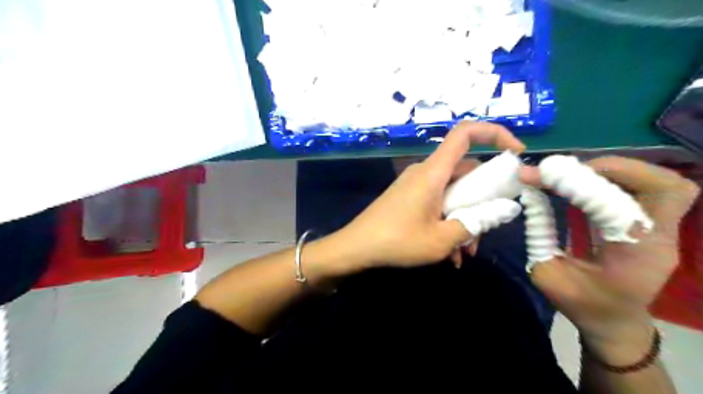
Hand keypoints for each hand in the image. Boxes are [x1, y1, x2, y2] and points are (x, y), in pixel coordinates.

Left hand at [333, 122, 520, 270]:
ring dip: (464, 218)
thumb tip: (504, 210)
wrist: (356, 247)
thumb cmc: (397, 241)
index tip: (517, 152)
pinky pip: (437, 202)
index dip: (494, 133)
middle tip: (486, 230)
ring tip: (464, 252)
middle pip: (465, 172)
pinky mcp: (409, 197)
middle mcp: (425, 172)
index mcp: (433, 172)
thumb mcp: (442, 239)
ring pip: (452, 192)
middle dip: (481, 201)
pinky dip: (447, 221)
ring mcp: (415, 185)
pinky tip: (449, 252)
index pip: (465, 133)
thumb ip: (475, 223)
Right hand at [519, 156, 700, 346]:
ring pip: (664, 183)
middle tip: (565, 169)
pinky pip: (651, 190)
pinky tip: (588, 180)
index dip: (574, 183)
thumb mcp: (546, 274)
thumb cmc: (581, 303)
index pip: (614, 206)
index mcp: (630, 258)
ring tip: (576, 171)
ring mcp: (664, 231)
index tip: (536, 174)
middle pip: (663, 186)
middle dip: (609, 169)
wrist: (615, 322)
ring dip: (617, 169)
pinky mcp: (655, 224)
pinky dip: (620, 177)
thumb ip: (538, 234)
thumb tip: (530, 196)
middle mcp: (659, 240)